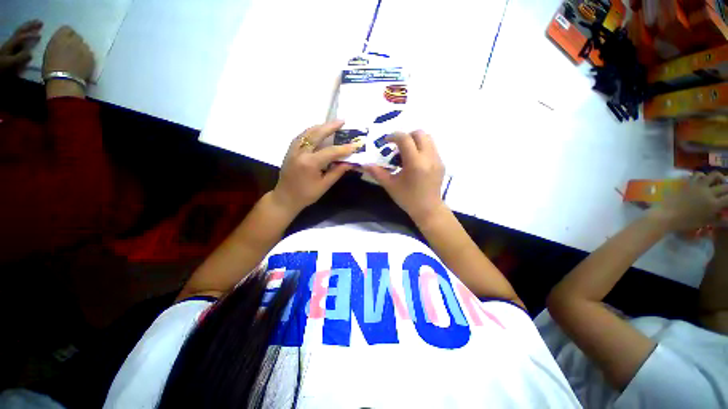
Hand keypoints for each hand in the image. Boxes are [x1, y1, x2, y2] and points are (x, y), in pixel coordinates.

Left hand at [0, 20, 41, 73]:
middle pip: (21, 31)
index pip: (23, 37)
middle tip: (40, 22)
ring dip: (28, 28)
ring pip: (20, 32)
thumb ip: (21, 58)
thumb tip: (31, 54)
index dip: (31, 35)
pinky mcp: (11, 47)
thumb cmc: (4, 67)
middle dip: (30, 26)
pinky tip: (29, 33)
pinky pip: (20, 37)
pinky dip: (25, 33)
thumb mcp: (12, 63)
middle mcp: (11, 41)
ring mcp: (11, 44)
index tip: (41, 35)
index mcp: (11, 44)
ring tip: (36, 25)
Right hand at [43, 26, 93, 80]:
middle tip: (71, 51)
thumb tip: (62, 43)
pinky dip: (87, 57)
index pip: (67, 29)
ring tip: (77, 59)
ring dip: (81, 50)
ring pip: (85, 45)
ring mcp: (85, 48)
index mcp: (61, 36)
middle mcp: (75, 39)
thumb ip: (58, 43)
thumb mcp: (49, 50)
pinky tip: (83, 64)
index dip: (66, 35)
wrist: (64, 81)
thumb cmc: (51, 68)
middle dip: (75, 42)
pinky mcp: (92, 57)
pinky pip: (90, 54)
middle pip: (77, 37)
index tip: (65, 41)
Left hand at [271, 120, 360, 213]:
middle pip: (317, 134)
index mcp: (310, 163)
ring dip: (321, 126)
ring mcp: (293, 149)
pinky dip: (311, 131)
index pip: (331, 151)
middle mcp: (300, 152)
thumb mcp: (324, 185)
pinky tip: (318, 131)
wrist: (285, 198)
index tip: (355, 145)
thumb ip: (337, 171)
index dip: (344, 148)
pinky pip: (301, 136)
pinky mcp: (290, 150)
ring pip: (308, 132)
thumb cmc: (306, 195)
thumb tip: (350, 162)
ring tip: (332, 124)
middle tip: (342, 121)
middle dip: (331, 127)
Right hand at [364, 130, 445, 221]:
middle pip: (419, 133)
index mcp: (415, 163)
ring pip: (428, 138)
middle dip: (406, 136)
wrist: (428, 209)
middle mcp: (428, 157)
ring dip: (415, 140)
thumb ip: (377, 172)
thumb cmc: (407, 198)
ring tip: (406, 153)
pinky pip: (432, 148)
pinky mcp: (441, 163)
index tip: (386, 141)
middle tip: (397, 146)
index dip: (393, 136)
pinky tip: (415, 162)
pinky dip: (422, 148)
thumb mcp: (390, 185)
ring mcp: (437, 159)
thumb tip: (364, 164)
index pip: (405, 139)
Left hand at [651, 171, 727, 230]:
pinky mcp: (688, 182)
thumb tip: (726, 218)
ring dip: (718, 178)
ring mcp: (698, 185)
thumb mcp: (704, 222)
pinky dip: (703, 176)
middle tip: (726, 192)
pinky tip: (703, 180)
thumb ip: (717, 219)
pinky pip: (698, 175)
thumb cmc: (685, 222)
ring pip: (713, 175)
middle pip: (724, 186)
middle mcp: (708, 192)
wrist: (666, 215)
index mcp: (713, 204)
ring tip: (718, 182)